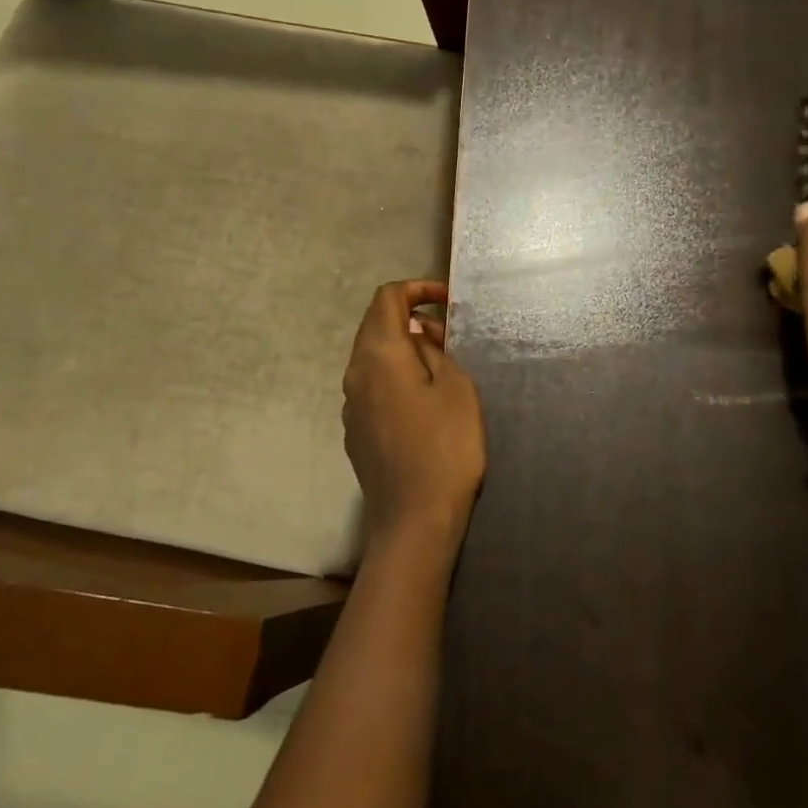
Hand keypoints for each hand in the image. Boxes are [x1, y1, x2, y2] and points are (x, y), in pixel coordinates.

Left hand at [342, 280, 485, 555]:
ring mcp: (350, 404)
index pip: (387, 298)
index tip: (448, 301)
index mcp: (378, 354)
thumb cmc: (445, 447)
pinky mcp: (355, 430)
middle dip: (411, 318)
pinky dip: (395, 375)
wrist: (414, 519)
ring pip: (372, 357)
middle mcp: (354, 372)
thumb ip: (435, 351)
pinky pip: (372, 386)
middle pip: (375, 325)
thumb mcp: (456, 387)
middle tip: (450, 335)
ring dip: (404, 348)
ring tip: (441, 366)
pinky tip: (422, 401)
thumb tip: (418, 338)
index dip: (418, 289)